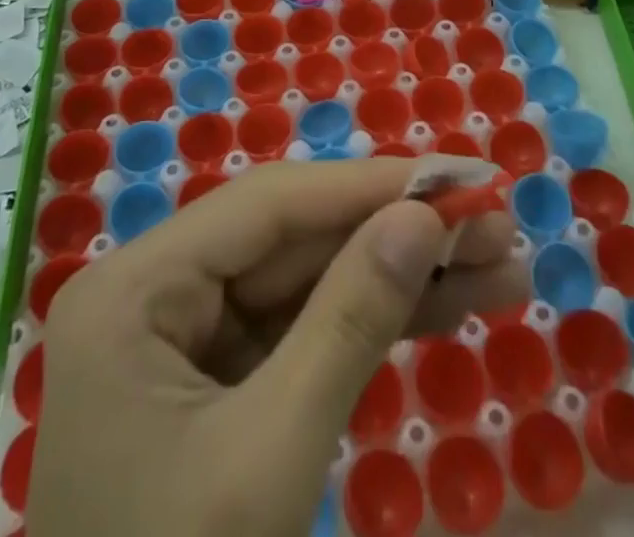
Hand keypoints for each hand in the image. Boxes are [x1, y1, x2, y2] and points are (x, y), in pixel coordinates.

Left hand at [29, 158, 527, 536]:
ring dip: (400, 277)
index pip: (270, 205)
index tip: (461, 177)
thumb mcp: (269, 455)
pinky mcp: (216, 385)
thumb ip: (349, 321)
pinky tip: (445, 308)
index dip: (371, 185)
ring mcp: (184, 340)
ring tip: (499, 268)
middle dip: (398, 233)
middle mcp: (155, 292)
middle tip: (496, 226)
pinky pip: (301, 332)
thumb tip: (424, 217)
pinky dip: (371, 324)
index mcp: (134, 287)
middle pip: (294, 240)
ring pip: (307, 283)